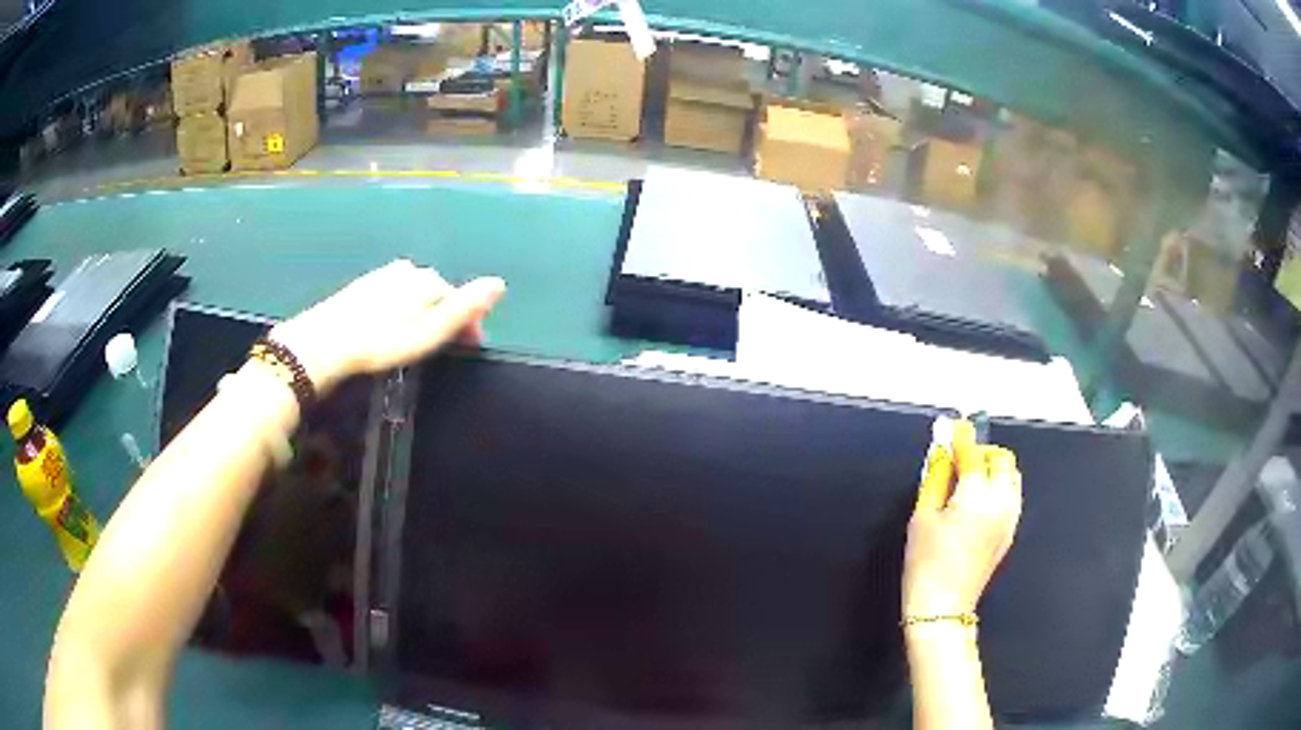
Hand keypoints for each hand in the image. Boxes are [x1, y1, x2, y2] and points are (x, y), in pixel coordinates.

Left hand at [269, 260, 505, 391]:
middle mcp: (408, 270)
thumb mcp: (431, 330)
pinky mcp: (362, 287)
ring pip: (413, 295)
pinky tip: (388, 331)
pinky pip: (392, 298)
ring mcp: (382, 276)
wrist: (328, 340)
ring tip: (415, 344)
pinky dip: (398, 313)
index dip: (468, 324)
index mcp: (428, 279)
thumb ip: (466, 308)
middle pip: (436, 295)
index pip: (459, 299)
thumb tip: (500, 283)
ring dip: (420, 315)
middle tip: (441, 350)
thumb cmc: (384, 340)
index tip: (469, 350)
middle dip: (444, 317)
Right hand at [903, 419, 1021, 620]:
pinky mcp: (1010, 532)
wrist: (942, 607)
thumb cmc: (925, 563)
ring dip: (994, 469)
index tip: (954, 427)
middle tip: (959, 462)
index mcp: (977, 496)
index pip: (974, 452)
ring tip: (970, 482)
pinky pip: (1012, 496)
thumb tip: (942, 452)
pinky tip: (978, 503)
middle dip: (982, 453)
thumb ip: (935, 478)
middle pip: (1001, 458)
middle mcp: (1001, 502)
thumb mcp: (922, 516)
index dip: (962, 437)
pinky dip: (999, 488)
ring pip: (1011, 476)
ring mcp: (1010, 518)